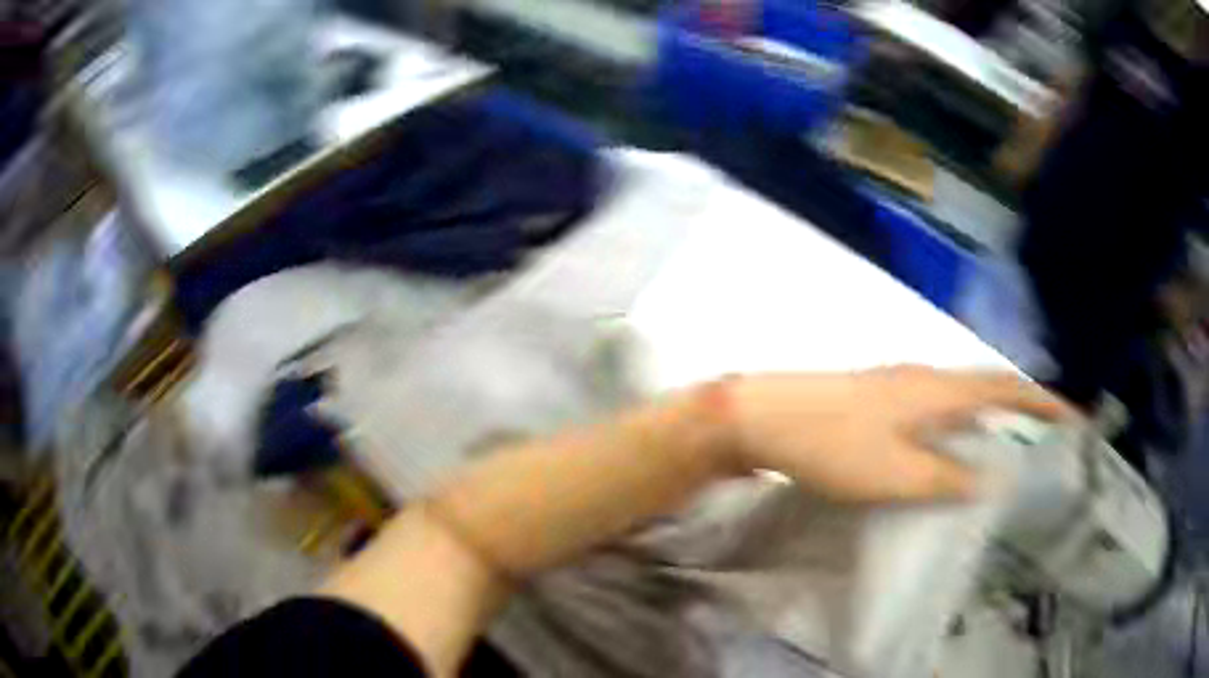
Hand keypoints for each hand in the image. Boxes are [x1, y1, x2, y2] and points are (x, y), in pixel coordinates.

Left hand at [726, 366, 1074, 502]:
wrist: (766, 417)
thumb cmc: (834, 446)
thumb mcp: (897, 475)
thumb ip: (946, 479)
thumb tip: (990, 479)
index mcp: (938, 389)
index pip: (1004, 388)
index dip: (1041, 400)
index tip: (1071, 415)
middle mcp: (925, 376)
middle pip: (986, 383)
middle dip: (1020, 403)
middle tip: (1045, 429)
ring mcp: (898, 382)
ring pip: (960, 393)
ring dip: (989, 410)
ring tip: (1008, 436)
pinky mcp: (877, 396)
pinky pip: (935, 404)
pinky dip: (958, 419)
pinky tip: (951, 441)